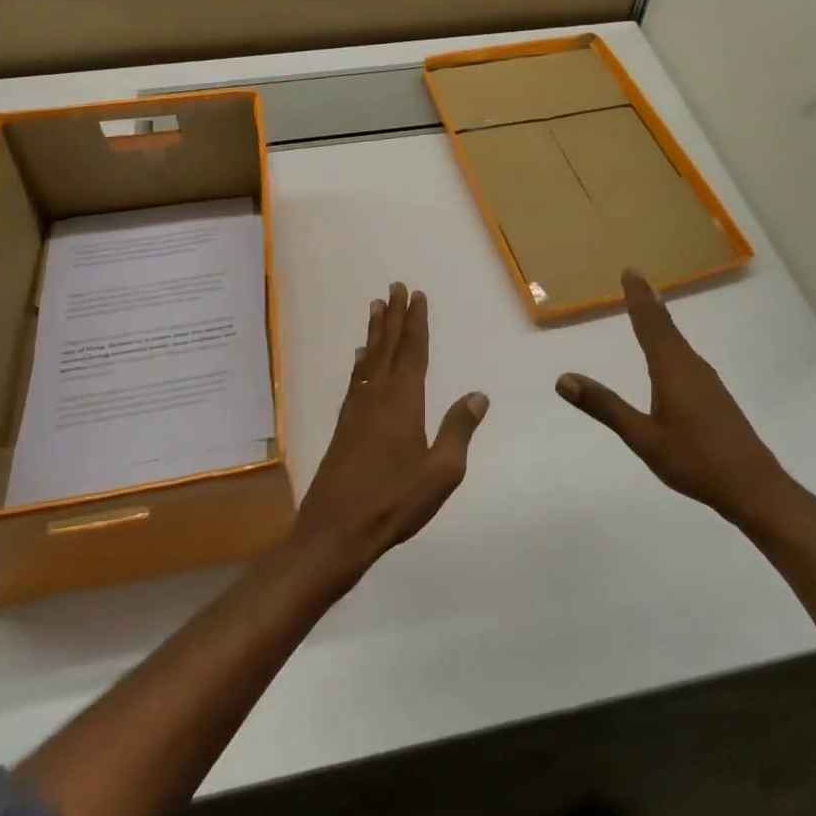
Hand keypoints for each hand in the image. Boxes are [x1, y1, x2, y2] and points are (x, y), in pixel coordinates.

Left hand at [289, 282, 489, 585]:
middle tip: (395, 287)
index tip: (417, 296)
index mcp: (404, 401)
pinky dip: (360, 361)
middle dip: (394, 316)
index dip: (416, 322)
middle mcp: (377, 395)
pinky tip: (360, 358)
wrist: (336, 529)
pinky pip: (356, 379)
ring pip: (369, 359)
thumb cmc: (394, 501)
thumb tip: (478, 395)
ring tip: (377, 307)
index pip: (413, 351)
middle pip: (388, 346)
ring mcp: (356, 409)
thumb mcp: (441, 471)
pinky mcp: (343, 425)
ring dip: (375, 332)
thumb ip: (459, 430)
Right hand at [556, 271, 805, 535]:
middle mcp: (691, 366)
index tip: (631, 271)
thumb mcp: (642, 437)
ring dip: (661, 321)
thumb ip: (605, 406)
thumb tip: (563, 379)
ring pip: (678, 341)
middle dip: (649, 302)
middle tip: (635, 279)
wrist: (753, 487)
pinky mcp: (714, 396)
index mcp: (672, 369)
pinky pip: (686, 356)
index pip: (651, 324)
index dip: (638, 297)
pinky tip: (670, 355)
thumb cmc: (694, 460)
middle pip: (666, 326)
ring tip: (648, 308)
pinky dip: (671, 342)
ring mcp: (707, 381)